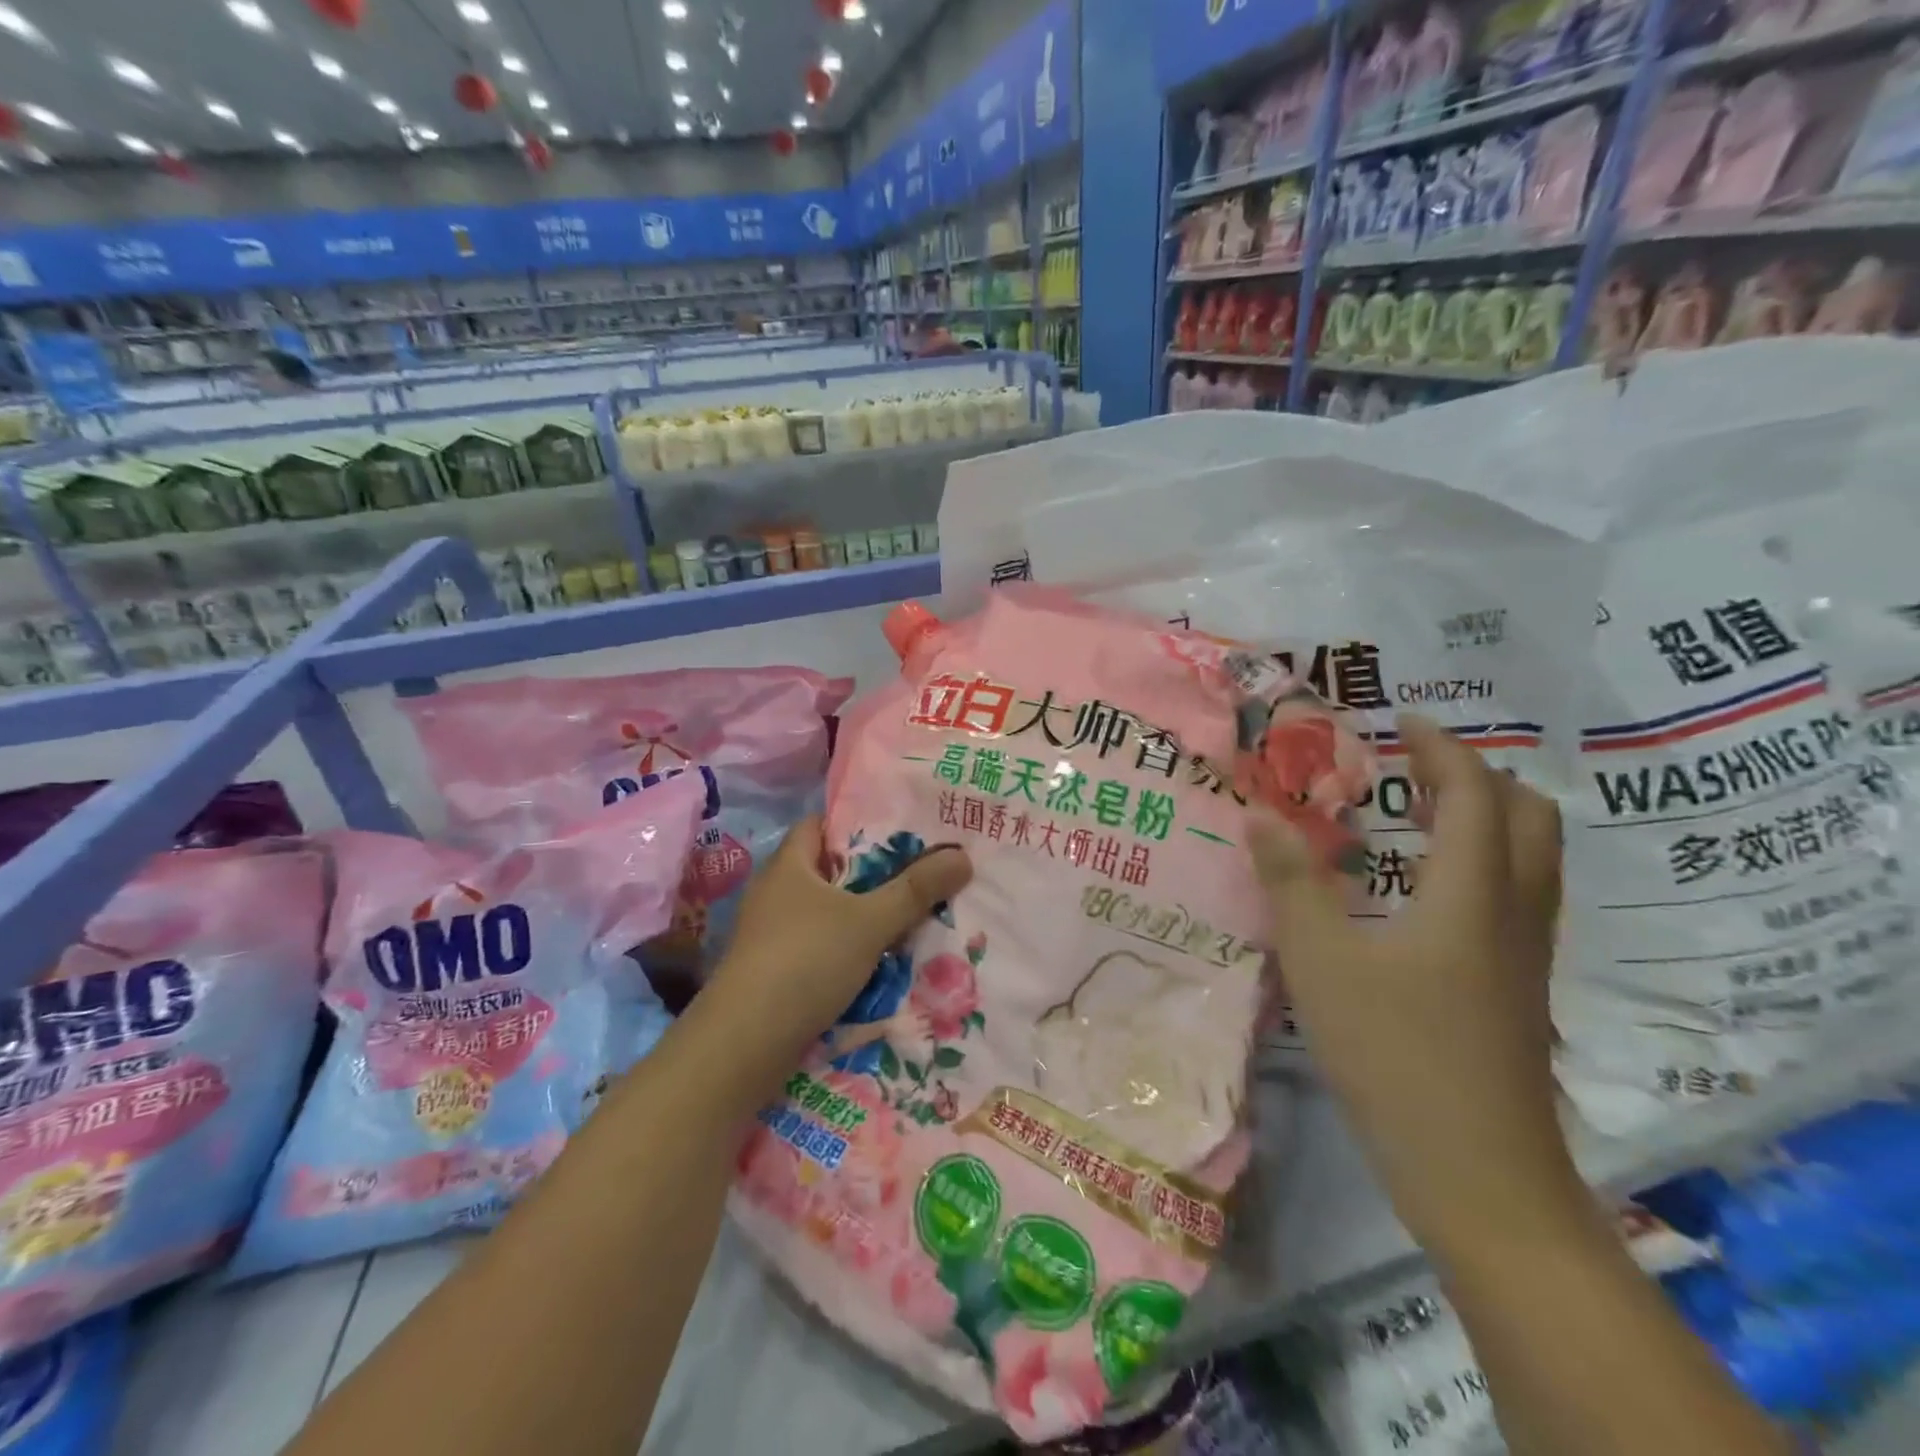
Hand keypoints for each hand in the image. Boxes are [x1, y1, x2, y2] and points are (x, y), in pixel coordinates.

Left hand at [708, 817, 971, 1074]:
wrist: (744, 1045)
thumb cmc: (805, 961)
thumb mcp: (870, 922)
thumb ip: (916, 890)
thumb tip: (963, 855)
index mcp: (789, 864)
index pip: (822, 824)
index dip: (858, 822)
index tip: (902, 829)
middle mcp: (776, 892)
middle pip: (831, 870)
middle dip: (874, 873)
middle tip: (922, 872)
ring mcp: (772, 934)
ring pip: (829, 912)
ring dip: (865, 915)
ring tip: (912, 915)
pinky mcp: (775, 970)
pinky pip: (822, 946)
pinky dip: (849, 948)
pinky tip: (882, 959)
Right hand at [1249, 714, 1580, 1246]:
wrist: (1478, 1174)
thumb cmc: (1394, 1054)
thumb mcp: (1321, 961)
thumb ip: (1290, 881)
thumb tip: (1259, 813)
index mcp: (1471, 894)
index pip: (1473, 795)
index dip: (1442, 749)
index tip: (1403, 721)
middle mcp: (1514, 914)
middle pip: (1528, 818)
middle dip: (1479, 776)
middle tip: (1416, 766)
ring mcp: (1526, 956)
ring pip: (1532, 860)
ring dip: (1487, 818)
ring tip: (1423, 814)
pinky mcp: (1520, 990)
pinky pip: (1518, 896)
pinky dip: (1485, 862)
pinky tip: (1431, 890)